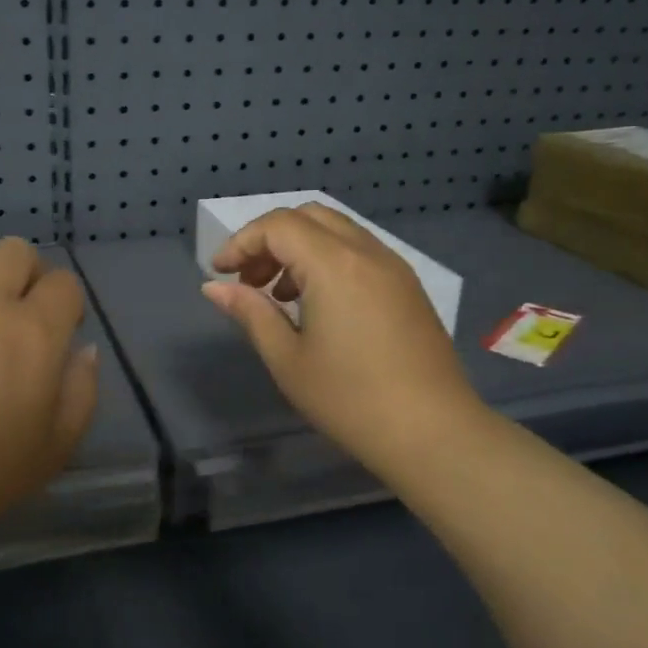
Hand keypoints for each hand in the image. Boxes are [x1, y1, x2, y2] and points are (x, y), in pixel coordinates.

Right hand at [202, 205, 481, 482]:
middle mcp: (367, 252)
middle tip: (249, 280)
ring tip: (279, 297)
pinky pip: (360, 252)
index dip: (241, 243)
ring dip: (300, 249)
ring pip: (337, 231)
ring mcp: (394, 267)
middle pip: (309, 217)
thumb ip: (250, 313)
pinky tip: (318, 306)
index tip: (220, 274)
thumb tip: (215, 288)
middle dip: (270, 240)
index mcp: (334, 264)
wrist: (432, 431)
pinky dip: (328, 260)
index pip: (277, 226)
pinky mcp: (408, 286)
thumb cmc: (349, 399)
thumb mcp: (287, 359)